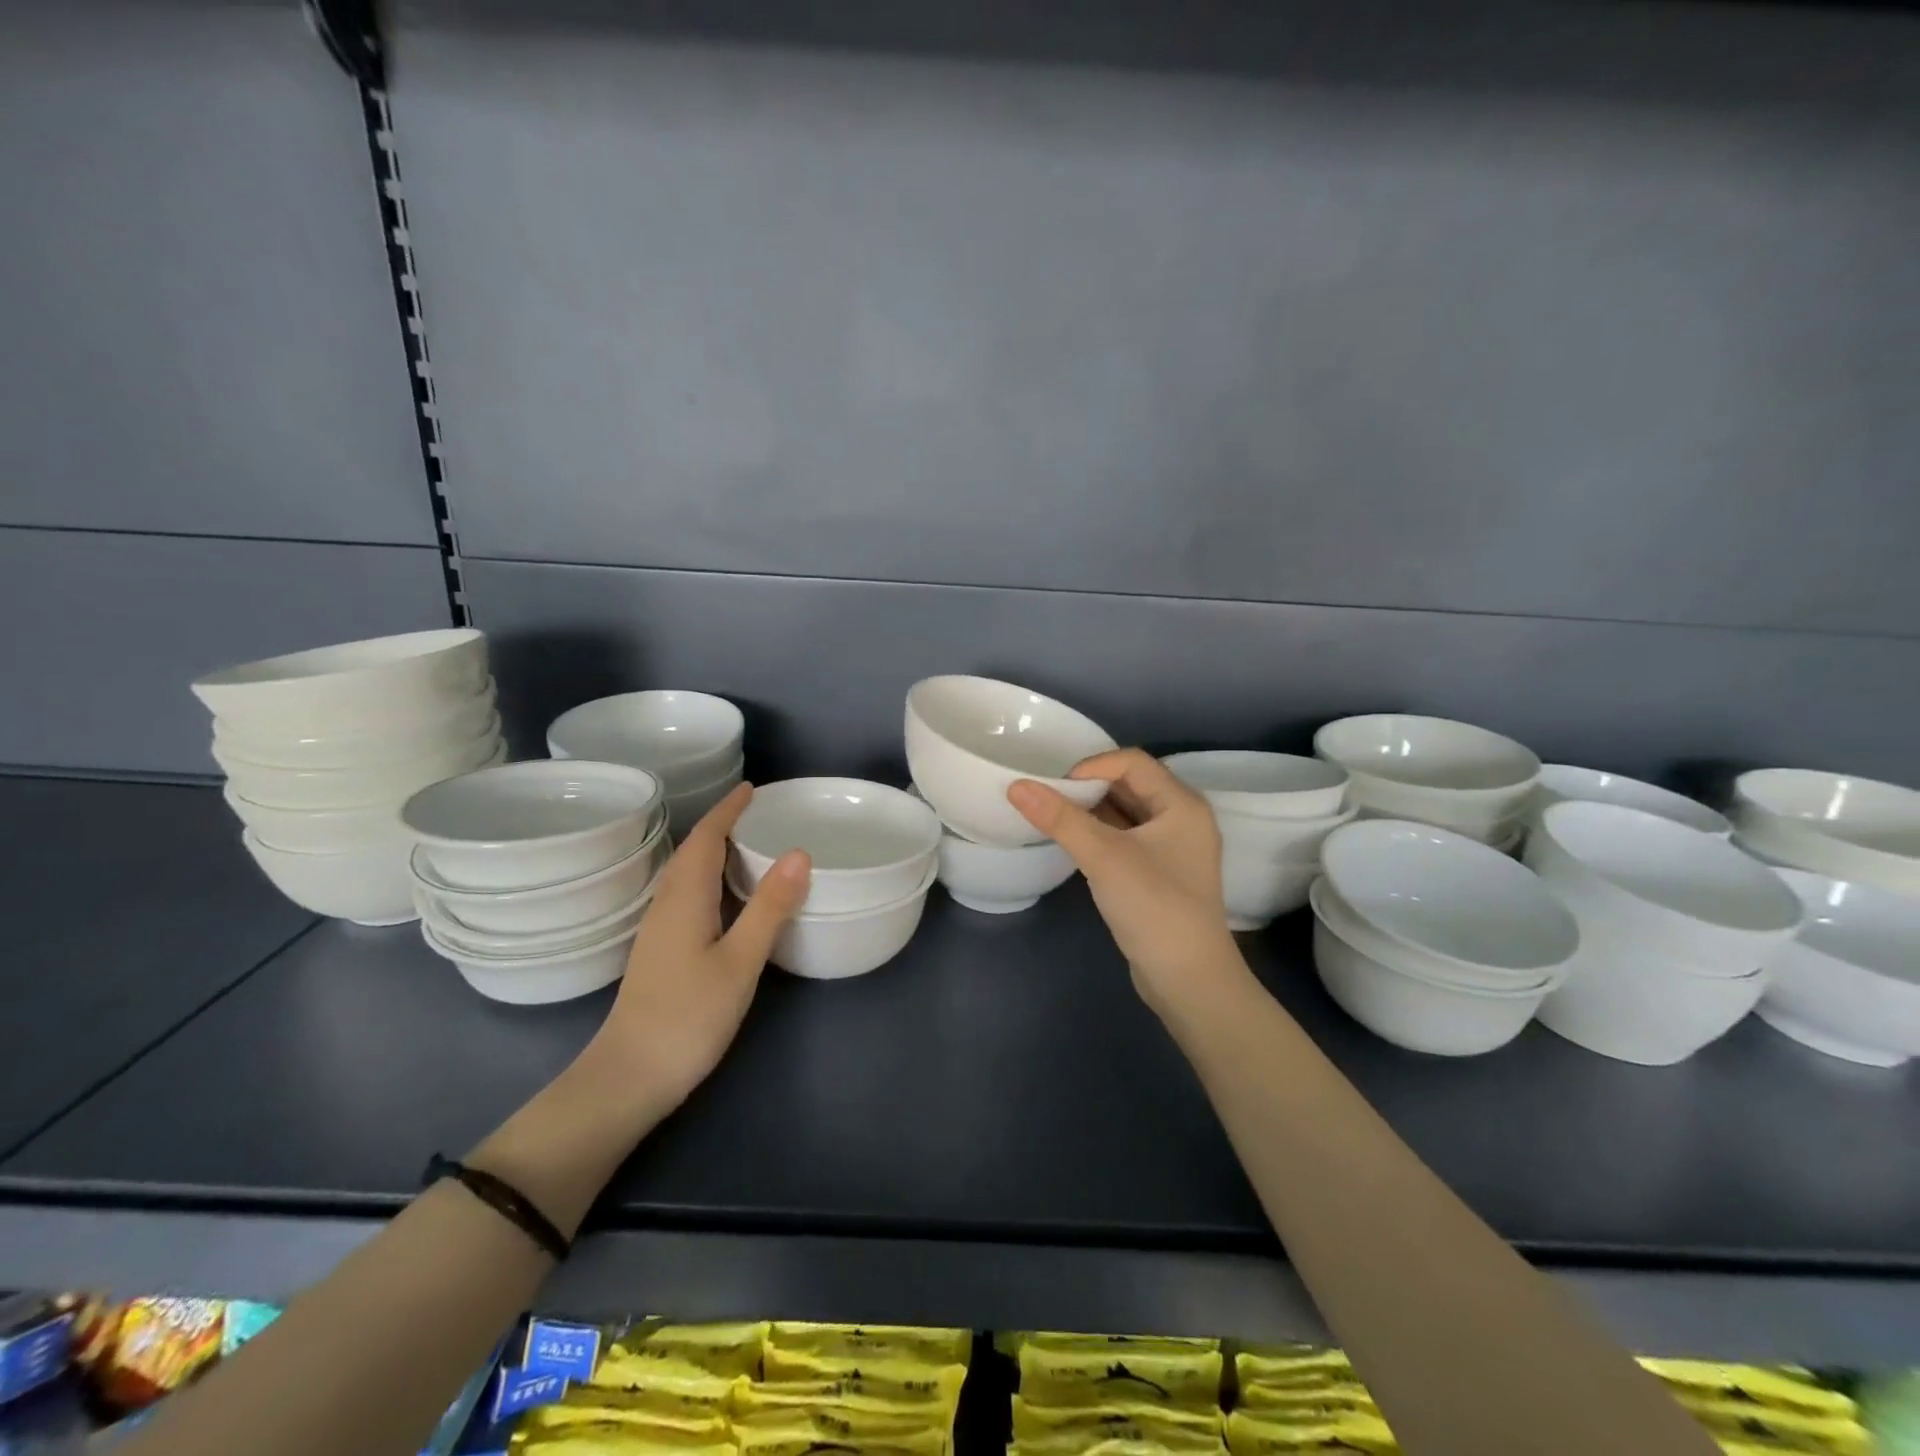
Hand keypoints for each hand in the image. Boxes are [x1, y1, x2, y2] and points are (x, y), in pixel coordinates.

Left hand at [588, 783, 809, 1116]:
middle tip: (757, 813)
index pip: (705, 838)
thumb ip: (769, 908)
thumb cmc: (688, 1016)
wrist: (629, 1077)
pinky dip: (707, 877)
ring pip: (685, 874)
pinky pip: (685, 895)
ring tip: (747, 844)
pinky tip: (726, 896)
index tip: (751, 788)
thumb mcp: (740, 961)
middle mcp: (667, 905)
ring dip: (712, 850)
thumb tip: (799, 853)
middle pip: (691, 852)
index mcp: (685, 899)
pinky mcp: (660, 951)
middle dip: (720, 825)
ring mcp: (658, 930)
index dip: (727, 810)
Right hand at [1007, 749, 1243, 1016]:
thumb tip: (1016, 786)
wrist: (1188, 980)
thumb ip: (1061, 819)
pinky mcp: (1160, 871)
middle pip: (1130, 783)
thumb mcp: (1104, 857)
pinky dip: (1100, 833)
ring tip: (1054, 815)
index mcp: (1182, 804)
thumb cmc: (1153, 907)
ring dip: (1092, 810)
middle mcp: (1183, 817)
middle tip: (1049, 797)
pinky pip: (1126, 836)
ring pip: (1127, 811)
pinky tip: (1074, 841)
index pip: (1132, 762)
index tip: (1055, 786)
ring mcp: (1173, 846)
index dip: (1091, 766)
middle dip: (1089, 786)